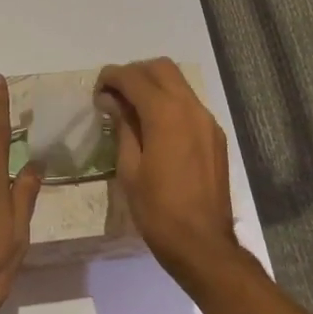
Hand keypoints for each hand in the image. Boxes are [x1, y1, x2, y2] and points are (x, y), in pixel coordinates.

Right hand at [96, 58, 239, 282]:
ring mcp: (207, 121)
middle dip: (135, 73)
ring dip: (154, 85)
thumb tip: (112, 101)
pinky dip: (169, 102)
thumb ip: (123, 126)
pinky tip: (155, 127)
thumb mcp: (130, 169)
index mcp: (166, 114)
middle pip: (161, 68)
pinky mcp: (215, 136)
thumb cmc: (158, 210)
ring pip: (179, 83)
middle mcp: (191, 108)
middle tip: (115, 94)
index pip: (135, 78)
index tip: (97, 89)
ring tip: (132, 109)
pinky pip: (189, 104)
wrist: (203, 245)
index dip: (112, 77)